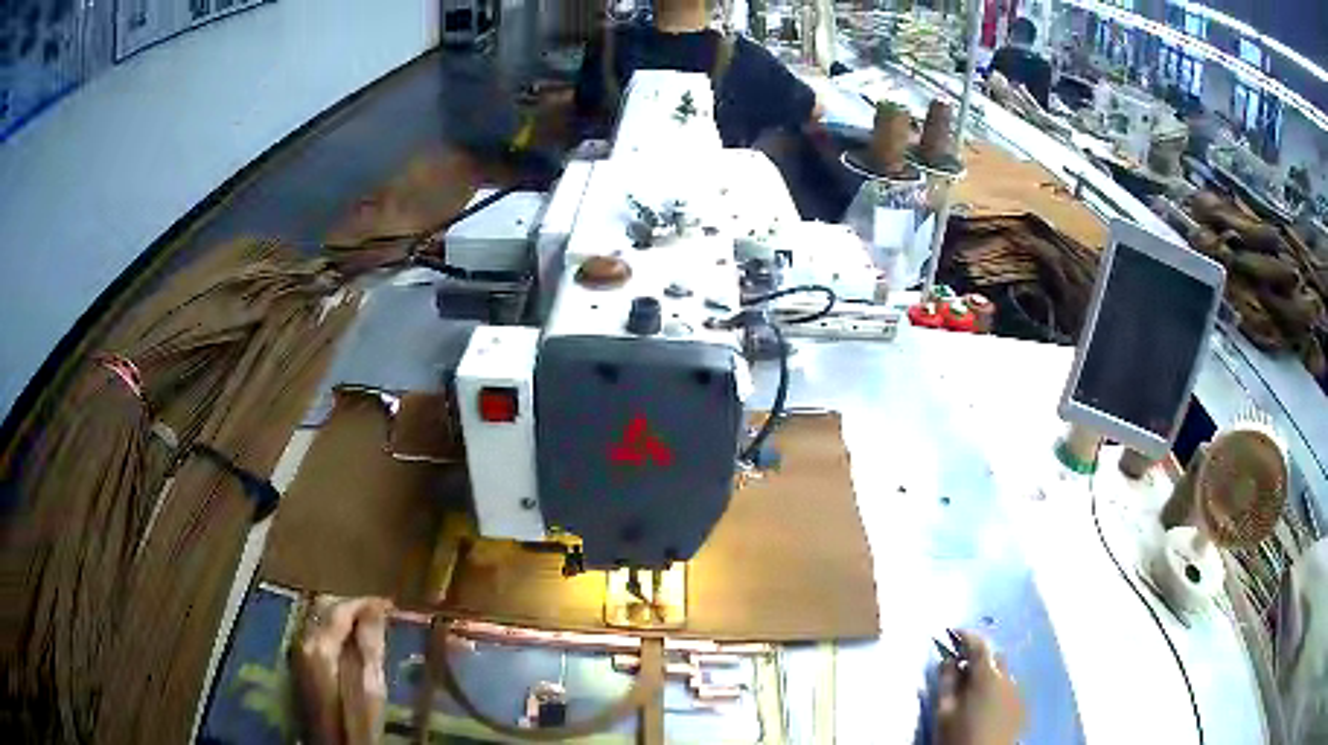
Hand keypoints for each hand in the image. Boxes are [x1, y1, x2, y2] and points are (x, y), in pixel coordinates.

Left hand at [291, 597, 392, 744]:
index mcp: (320, 646)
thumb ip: (370, 646)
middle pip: (323, 608)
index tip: (389, 605)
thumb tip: (376, 610)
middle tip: (379, 615)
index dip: (365, 603)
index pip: (340, 609)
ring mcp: (297, 654)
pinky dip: (332, 632)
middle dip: (351, 607)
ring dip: (341, 619)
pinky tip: (349, 646)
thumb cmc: (356, 721)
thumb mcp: (371, 687)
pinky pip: (315, 635)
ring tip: (367, 629)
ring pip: (317, 620)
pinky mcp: (299, 666)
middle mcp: (303, 642)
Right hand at [934, 630, 1024, 744]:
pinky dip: (996, 688)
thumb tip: (948, 660)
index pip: (979, 645)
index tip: (953, 632)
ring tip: (971, 689)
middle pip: (994, 657)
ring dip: (988, 674)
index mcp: (987, 677)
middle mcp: (1007, 678)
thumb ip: (946, 682)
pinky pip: (1008, 688)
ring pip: (1002, 673)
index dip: (966, 635)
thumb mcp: (944, 711)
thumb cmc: (957, 736)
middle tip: (959, 666)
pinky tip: (984, 703)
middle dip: (978, 657)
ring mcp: (1017, 692)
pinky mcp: (1021, 707)